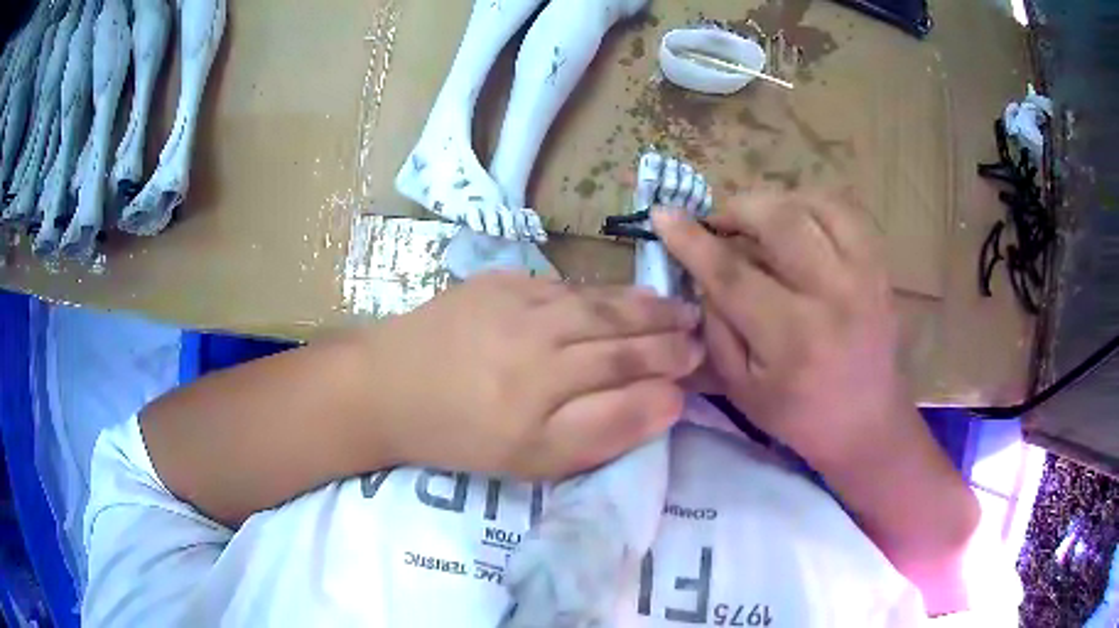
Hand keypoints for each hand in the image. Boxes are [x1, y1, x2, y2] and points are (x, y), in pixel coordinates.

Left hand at [365, 272, 703, 479]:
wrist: (387, 388)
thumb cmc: (459, 436)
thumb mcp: (532, 460)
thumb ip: (602, 432)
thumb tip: (666, 402)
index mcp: (544, 393)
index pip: (627, 370)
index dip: (669, 366)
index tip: (698, 363)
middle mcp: (536, 341)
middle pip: (618, 331)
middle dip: (666, 331)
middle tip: (699, 330)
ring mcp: (515, 303)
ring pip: (596, 303)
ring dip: (642, 305)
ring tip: (675, 308)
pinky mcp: (496, 282)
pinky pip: (561, 286)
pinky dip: (598, 292)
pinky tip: (619, 297)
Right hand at [654, 190, 907, 467]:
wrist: (868, 422)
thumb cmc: (799, 415)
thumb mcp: (740, 389)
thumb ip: (715, 328)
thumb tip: (702, 271)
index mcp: (793, 338)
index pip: (732, 274)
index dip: (692, 240)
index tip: (662, 215)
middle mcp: (834, 296)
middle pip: (779, 221)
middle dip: (736, 208)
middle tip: (717, 222)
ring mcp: (864, 275)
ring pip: (814, 205)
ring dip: (773, 202)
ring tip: (755, 220)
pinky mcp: (879, 266)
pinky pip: (845, 210)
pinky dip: (811, 203)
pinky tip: (795, 218)